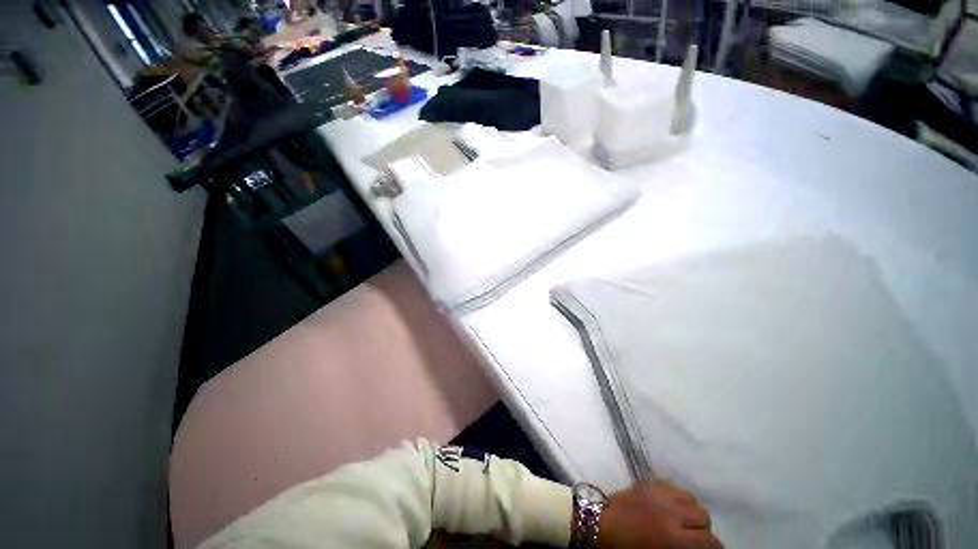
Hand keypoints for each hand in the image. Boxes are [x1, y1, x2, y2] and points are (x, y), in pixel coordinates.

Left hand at [595, 480, 722, 548]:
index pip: (710, 541)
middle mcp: (670, 511)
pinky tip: (669, 504)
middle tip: (693, 536)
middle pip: (703, 515)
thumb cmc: (628, 548)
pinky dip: (676, 495)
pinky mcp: (648, 482)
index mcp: (673, 537)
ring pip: (690, 497)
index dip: (715, 548)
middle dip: (702, 528)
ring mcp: (658, 492)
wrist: (601, 524)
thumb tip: (698, 547)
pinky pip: (672, 485)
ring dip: (690, 509)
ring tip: (681, 518)